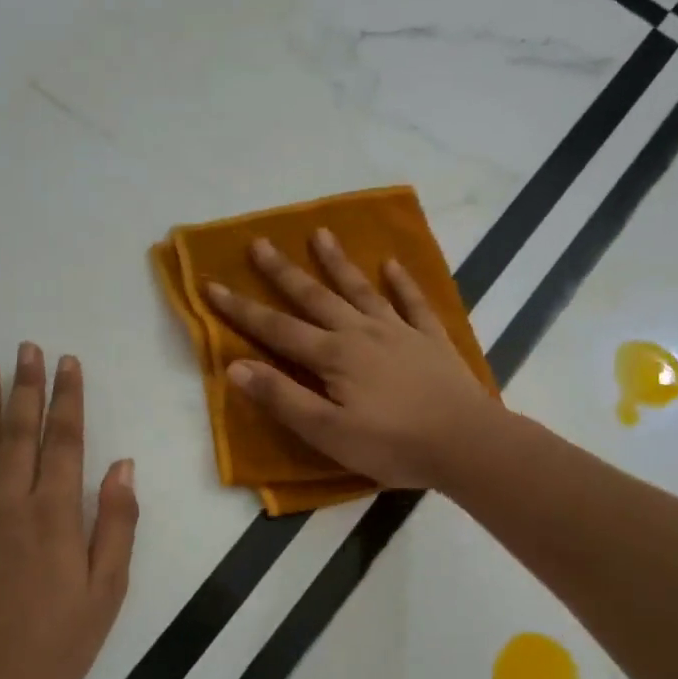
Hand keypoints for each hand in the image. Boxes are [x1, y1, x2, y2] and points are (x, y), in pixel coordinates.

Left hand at [0, 344, 137, 678]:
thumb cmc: (59, 639)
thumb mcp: (108, 587)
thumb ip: (116, 522)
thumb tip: (122, 465)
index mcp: (54, 512)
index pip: (64, 440)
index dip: (67, 398)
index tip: (68, 363)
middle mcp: (9, 505)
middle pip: (18, 434)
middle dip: (26, 388)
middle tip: (26, 349)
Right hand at [205, 231, 496, 489]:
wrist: (466, 443)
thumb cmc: (392, 444)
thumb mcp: (327, 432)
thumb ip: (282, 398)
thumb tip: (235, 367)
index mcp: (333, 356)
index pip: (276, 329)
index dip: (240, 309)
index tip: (211, 285)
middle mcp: (361, 333)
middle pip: (314, 297)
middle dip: (282, 272)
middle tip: (258, 242)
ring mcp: (399, 332)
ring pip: (360, 290)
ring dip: (338, 263)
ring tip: (320, 234)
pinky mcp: (431, 340)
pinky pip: (413, 303)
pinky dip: (402, 283)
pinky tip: (392, 265)